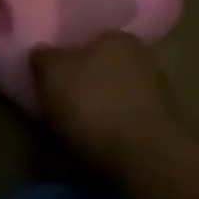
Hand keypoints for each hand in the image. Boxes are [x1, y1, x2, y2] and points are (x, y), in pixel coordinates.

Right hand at [32, 32, 186, 178]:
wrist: (145, 157)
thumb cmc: (95, 102)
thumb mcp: (53, 72)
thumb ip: (43, 58)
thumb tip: (42, 54)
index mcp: (118, 39)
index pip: (87, 41)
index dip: (64, 61)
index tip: (47, 82)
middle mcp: (140, 61)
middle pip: (97, 74)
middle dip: (76, 93)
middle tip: (52, 113)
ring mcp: (153, 98)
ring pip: (107, 105)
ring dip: (86, 121)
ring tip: (59, 144)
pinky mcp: (156, 133)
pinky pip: (117, 133)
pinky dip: (99, 143)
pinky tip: (80, 159)